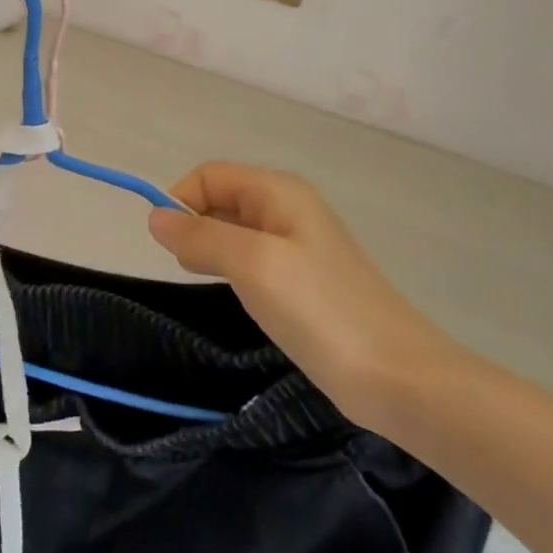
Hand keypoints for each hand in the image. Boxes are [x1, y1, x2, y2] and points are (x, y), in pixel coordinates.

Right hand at [148, 163, 456, 429]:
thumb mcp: (253, 264)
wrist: (398, 376)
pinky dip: (231, 271)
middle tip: (190, 269)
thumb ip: (201, 236)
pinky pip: (251, 261)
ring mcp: (298, 246)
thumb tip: (154, 217)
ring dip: (210, 250)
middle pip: (221, 199)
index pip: (209, 176)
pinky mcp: (302, 281)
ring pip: (233, 232)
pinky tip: (236, 297)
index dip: (181, 201)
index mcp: (279, 192)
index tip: (169, 247)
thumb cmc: (321, 310)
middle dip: (193, 226)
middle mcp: (288, 209)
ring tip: (208, 283)